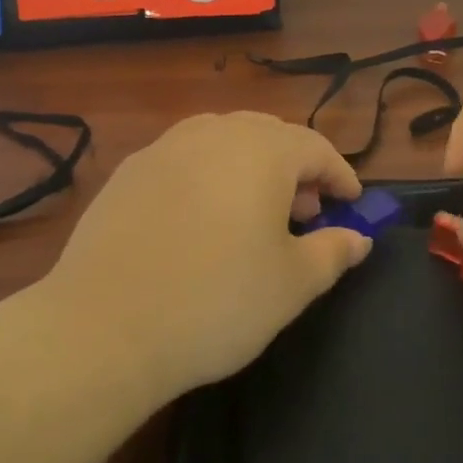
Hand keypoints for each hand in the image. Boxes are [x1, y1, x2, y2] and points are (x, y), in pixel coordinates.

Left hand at [45, 112, 371, 398]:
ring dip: (250, 167)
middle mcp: (213, 134)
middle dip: (296, 168)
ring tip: (254, 214)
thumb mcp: (292, 284)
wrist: (104, 328)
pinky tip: (201, 220)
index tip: (353, 205)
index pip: (315, 148)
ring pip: (222, 140)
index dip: (340, 175)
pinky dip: (208, 176)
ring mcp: (164, 148)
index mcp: (261, 151)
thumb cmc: (216, 302)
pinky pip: (184, 159)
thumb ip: (333, 252)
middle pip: (268, 135)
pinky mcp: (127, 172)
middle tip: (306, 214)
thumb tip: (358, 238)